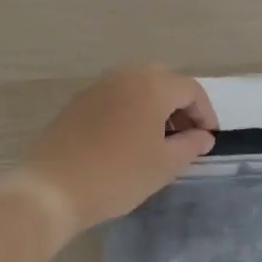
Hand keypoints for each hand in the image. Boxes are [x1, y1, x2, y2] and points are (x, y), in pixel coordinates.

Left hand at [13, 63, 217, 236]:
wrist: (53, 187)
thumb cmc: (118, 175)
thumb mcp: (164, 165)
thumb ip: (190, 145)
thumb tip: (204, 136)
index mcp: (152, 85)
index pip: (191, 89)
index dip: (205, 112)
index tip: (208, 138)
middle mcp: (127, 74)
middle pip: (164, 81)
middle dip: (180, 106)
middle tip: (185, 136)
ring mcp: (100, 84)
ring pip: (138, 85)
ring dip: (155, 105)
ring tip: (157, 140)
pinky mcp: (80, 99)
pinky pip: (116, 95)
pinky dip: (130, 109)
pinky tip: (127, 139)